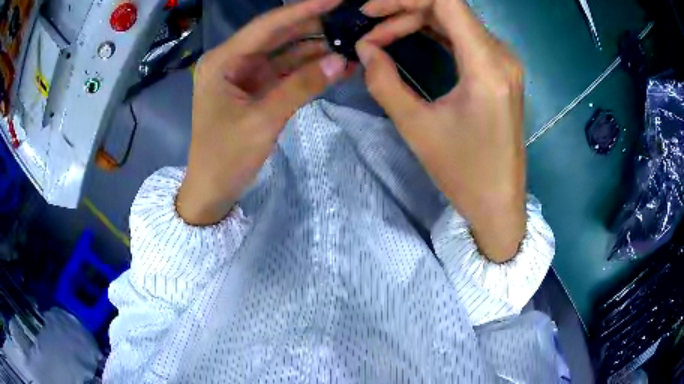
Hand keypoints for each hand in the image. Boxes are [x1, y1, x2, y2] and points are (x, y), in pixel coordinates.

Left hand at [177, 0, 350, 225]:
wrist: (213, 189)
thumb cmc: (226, 157)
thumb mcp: (263, 120)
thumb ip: (301, 86)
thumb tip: (341, 59)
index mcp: (223, 61)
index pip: (267, 26)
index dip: (302, 10)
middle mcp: (233, 61)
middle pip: (277, 35)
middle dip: (313, 25)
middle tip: (348, 19)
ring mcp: (245, 74)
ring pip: (285, 52)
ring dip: (315, 48)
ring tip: (350, 41)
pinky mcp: (256, 89)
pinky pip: (286, 72)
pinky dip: (308, 69)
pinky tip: (336, 65)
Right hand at [357, 0, 525, 261]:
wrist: (499, 203)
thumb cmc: (463, 173)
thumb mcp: (416, 127)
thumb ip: (384, 81)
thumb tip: (364, 48)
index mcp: (487, 67)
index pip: (447, 2)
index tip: (371, 11)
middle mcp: (502, 56)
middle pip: (450, 8)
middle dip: (404, 11)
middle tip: (370, 30)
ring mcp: (504, 62)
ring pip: (456, 21)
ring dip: (417, 21)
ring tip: (382, 36)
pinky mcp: (501, 72)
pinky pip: (465, 37)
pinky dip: (435, 32)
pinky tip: (408, 38)